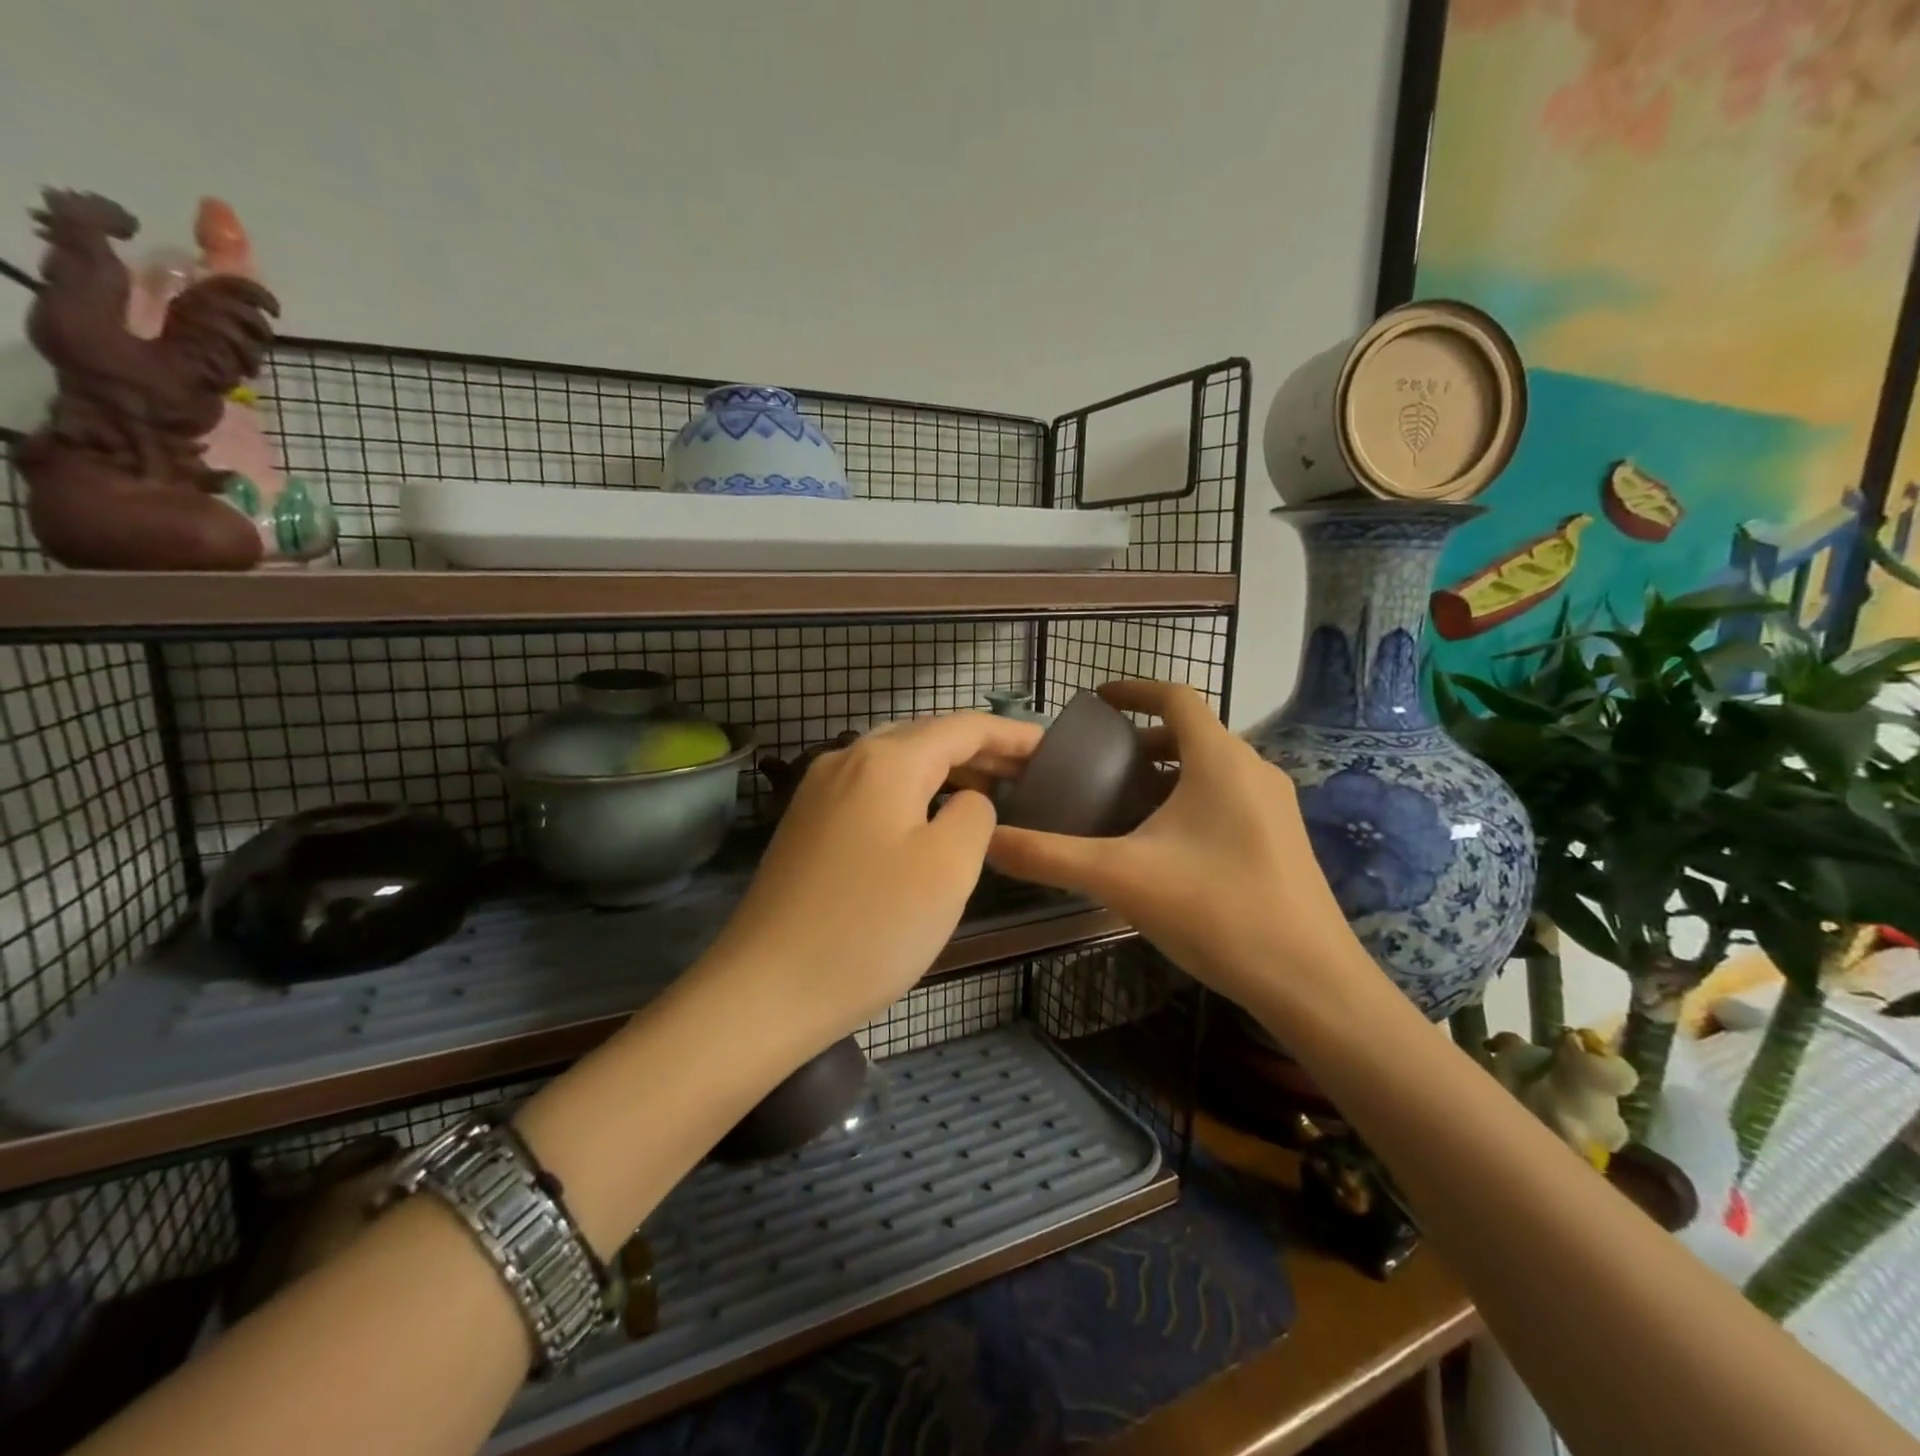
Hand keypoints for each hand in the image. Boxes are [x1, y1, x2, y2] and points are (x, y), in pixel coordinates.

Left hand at [705, 712, 1042, 1041]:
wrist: (764, 990)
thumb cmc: (871, 927)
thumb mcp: (948, 868)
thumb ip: (975, 816)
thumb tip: (966, 801)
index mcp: (885, 760)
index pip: (962, 728)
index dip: (1010, 735)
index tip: (1050, 748)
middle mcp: (846, 760)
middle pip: (926, 738)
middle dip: (979, 750)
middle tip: (1026, 772)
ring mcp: (818, 791)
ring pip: (896, 763)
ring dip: (944, 770)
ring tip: (986, 793)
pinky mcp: (805, 825)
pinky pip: (872, 790)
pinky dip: (911, 792)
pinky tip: (926, 819)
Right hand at [987, 680, 1368, 1017]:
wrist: (1310, 982)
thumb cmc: (1215, 911)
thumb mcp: (1120, 878)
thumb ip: (1048, 856)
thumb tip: (987, 841)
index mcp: (1219, 760)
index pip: (1176, 697)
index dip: (1133, 690)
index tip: (1095, 701)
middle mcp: (1253, 770)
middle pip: (1193, 732)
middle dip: (1144, 739)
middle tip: (1098, 763)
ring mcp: (1275, 806)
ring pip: (1212, 767)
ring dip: (1168, 770)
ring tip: (1124, 800)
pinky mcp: (1283, 840)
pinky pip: (1229, 797)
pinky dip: (1191, 798)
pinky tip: (1165, 844)